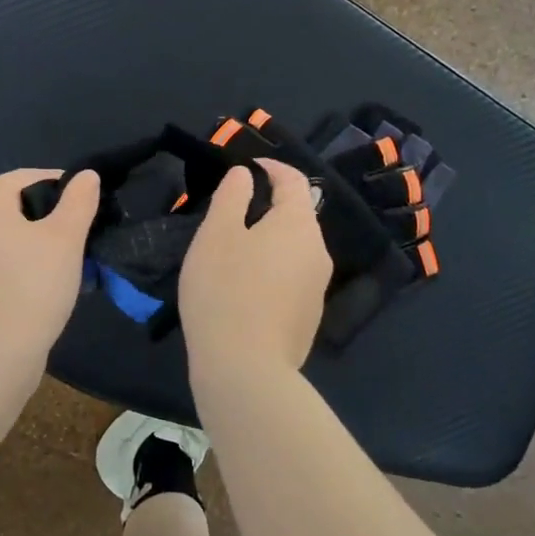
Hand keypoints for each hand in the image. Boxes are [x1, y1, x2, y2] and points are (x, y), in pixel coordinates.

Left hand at [0, 167, 100, 362]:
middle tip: (76, 238)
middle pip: (10, 206)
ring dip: (27, 243)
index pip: (26, 178)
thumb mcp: (66, 238)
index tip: (86, 207)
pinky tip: (32, 286)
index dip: (60, 186)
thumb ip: (78, 201)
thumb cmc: (31, 286)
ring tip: (59, 265)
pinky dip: (10, 265)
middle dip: (44, 217)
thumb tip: (86, 175)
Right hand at [180, 159, 331, 376]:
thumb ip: (232, 196)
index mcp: (299, 225)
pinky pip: (291, 279)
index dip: (271, 167)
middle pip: (296, 216)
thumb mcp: (217, 234)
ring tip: (232, 252)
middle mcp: (318, 252)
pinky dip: (271, 270)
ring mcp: (317, 288)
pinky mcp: (308, 318)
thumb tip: (246, 176)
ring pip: (293, 250)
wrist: (245, 369)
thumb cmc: (225, 290)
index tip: (247, 166)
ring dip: (268, 241)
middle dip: (267, 207)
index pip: (293, 180)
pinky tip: (244, 289)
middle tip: (229, 214)